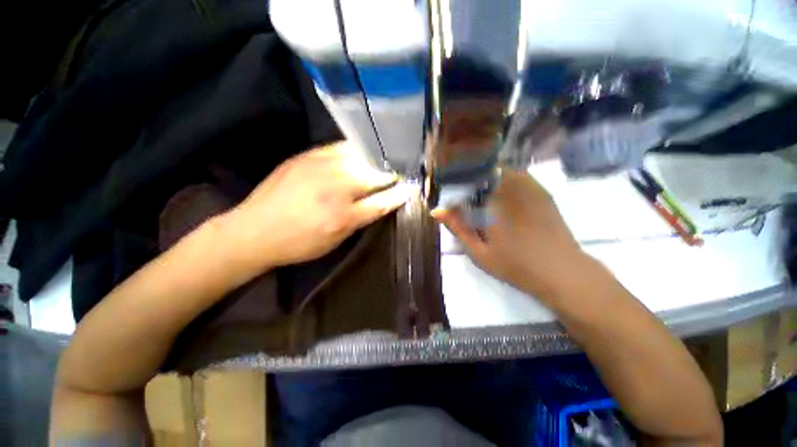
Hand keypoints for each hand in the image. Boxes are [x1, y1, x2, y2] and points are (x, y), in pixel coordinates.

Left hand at [226, 142, 410, 273]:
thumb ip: (361, 220)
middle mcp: (335, 187)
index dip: (400, 194)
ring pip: (360, 156)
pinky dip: (355, 151)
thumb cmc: (298, 243)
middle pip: (374, 174)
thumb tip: (381, 203)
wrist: (254, 230)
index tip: (410, 188)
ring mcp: (320, 166)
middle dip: (391, 174)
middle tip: (400, 173)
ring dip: (376, 159)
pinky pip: (340, 147)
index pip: (382, 201)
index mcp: (342, 215)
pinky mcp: (307, 155)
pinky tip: (361, 154)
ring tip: (385, 160)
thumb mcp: (335, 241)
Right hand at [433, 169, 586, 298]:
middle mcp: (511, 188)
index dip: (456, 185)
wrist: (562, 271)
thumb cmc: (515, 265)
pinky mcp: (541, 192)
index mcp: (493, 202)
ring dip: (487, 178)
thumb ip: (458, 229)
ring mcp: (530, 187)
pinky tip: (501, 196)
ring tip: (480, 196)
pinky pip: (517, 175)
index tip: (451, 197)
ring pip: (501, 170)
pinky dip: (504, 180)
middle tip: (465, 198)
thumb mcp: (479, 252)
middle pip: (484, 170)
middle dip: (471, 180)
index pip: (467, 180)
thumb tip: (436, 211)